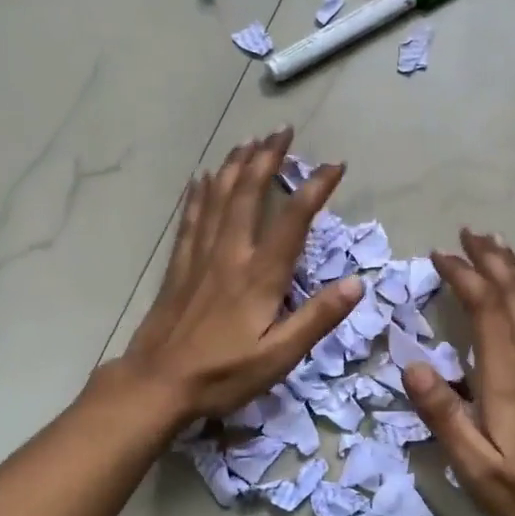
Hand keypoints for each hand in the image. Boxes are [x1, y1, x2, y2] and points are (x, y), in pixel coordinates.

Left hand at [118, 129, 360, 422]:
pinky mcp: (178, 267)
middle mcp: (229, 256)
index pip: (292, 221)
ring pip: (217, 198)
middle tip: (281, 131)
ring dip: (234, 166)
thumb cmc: (223, 375)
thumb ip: (317, 318)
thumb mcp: (280, 357)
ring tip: (248, 140)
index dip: (315, 189)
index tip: (334, 165)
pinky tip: (201, 178)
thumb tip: (357, 283)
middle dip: (267, 159)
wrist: (157, 384)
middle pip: (248, 195)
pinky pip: (190, 219)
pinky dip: (198, 194)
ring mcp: (199, 258)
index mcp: (259, 276)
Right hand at [402, 230, 514, 515]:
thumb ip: (443, 414)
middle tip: (469, 231)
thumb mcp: (473, 464)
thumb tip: (411, 365)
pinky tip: (513, 298)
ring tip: (494, 246)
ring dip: (511, 272)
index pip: (488, 310)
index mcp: (511, 379)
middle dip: (492, 260)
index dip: (465, 276)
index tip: (439, 255)